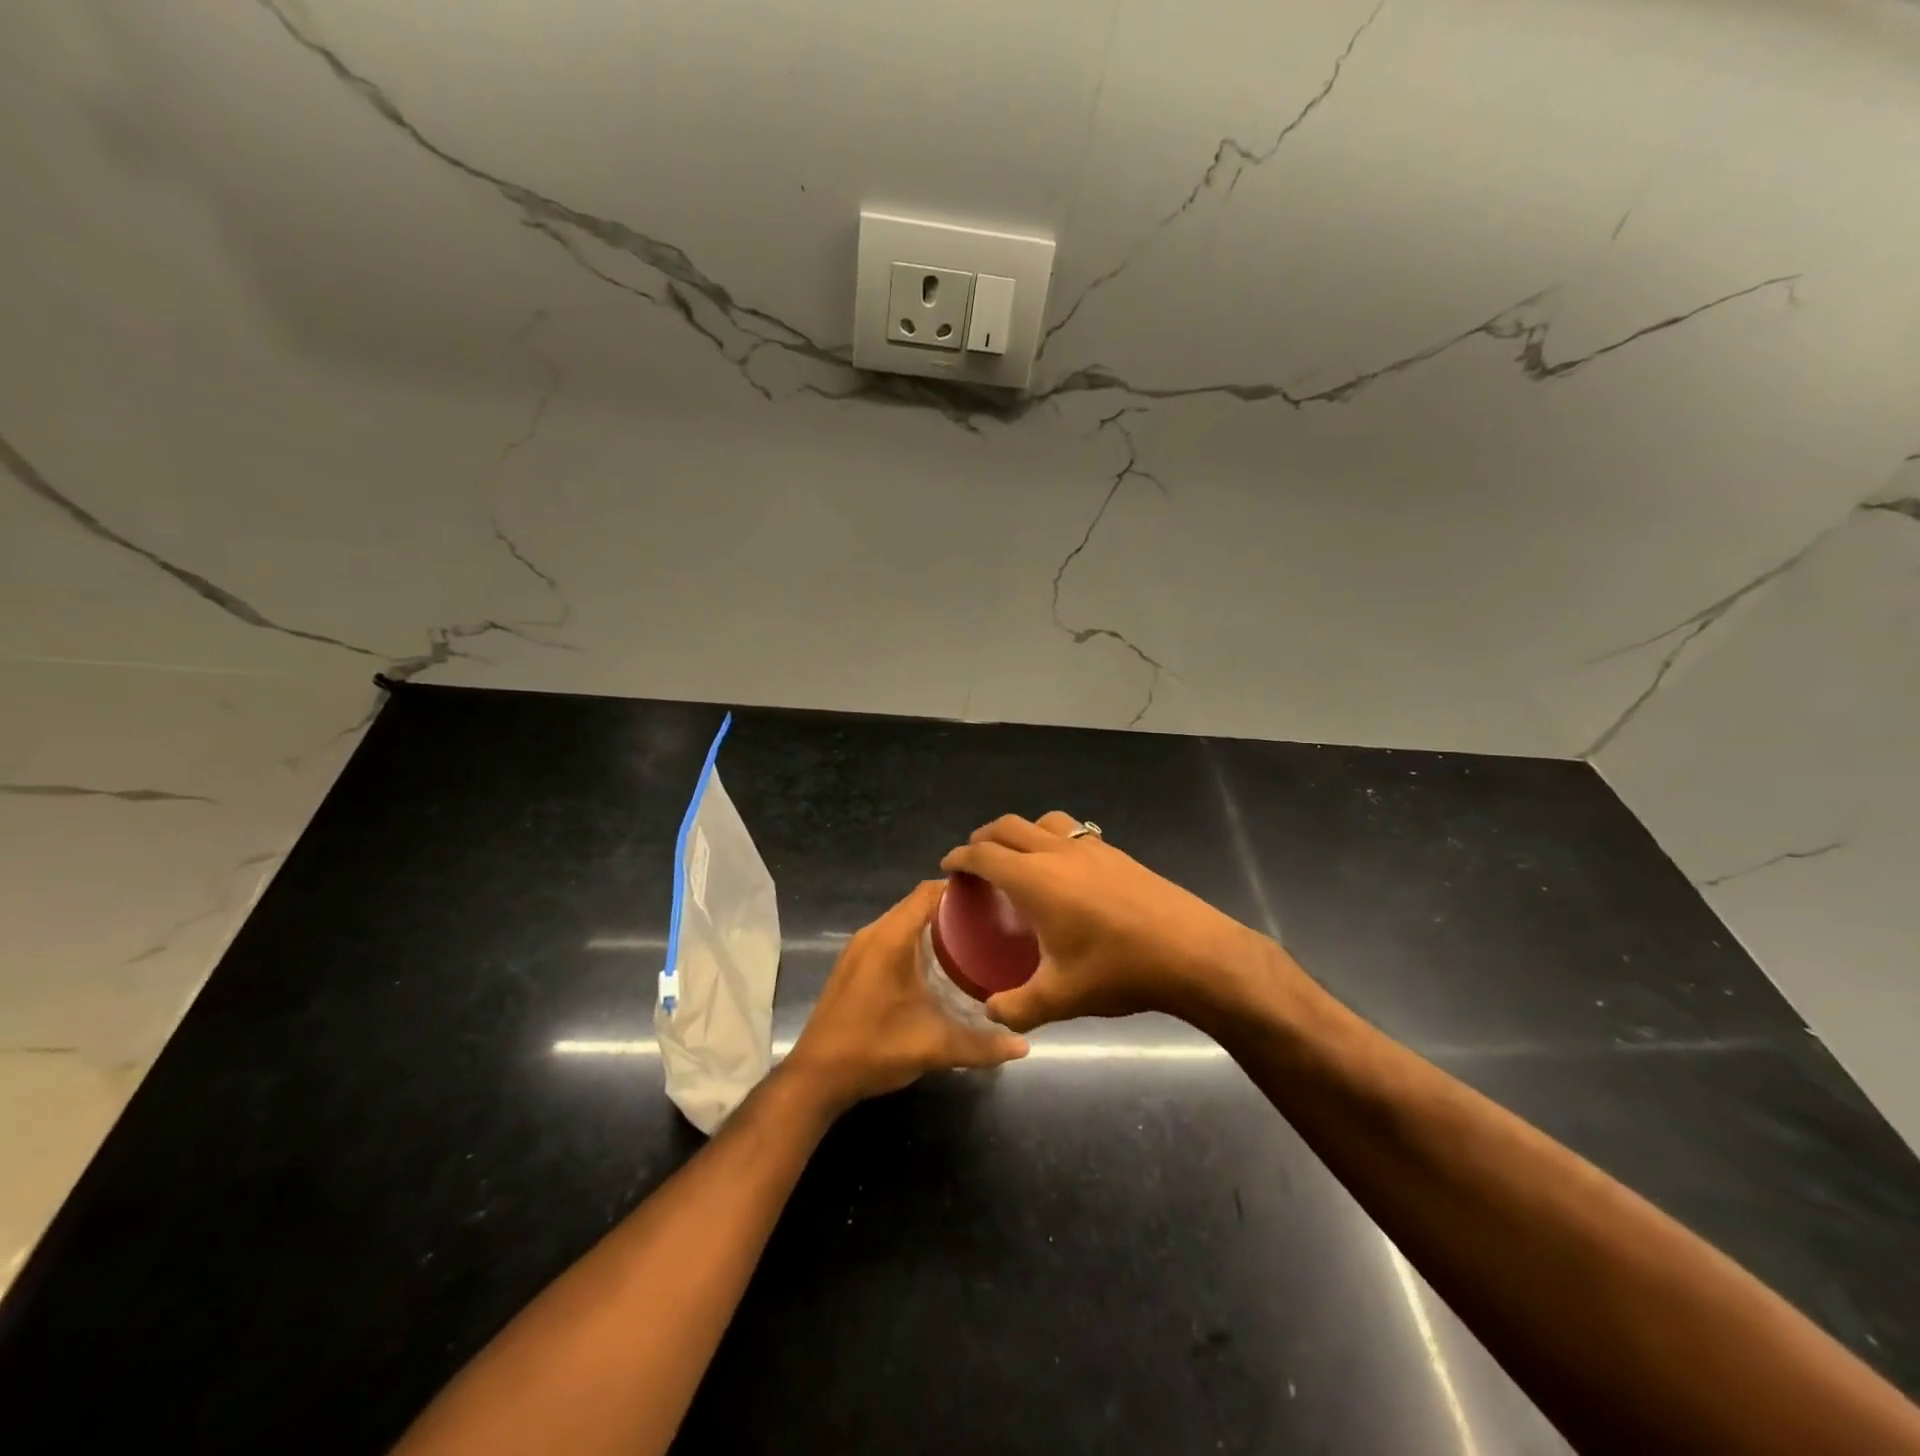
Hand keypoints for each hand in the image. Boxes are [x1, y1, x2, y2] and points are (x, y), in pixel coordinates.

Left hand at [782, 880, 1028, 1115]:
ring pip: (902, 921)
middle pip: (916, 904)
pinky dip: (913, 940)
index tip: (992, 896)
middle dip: (952, 908)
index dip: (959, 888)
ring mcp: (858, 949)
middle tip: (989, 921)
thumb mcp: (934, 1046)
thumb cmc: (875, 1048)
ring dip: (932, 925)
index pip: (928, 892)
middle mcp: (873, 934)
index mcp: (891, 938)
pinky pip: (889, 937)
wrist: (816, 1077)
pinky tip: (935, 964)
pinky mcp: (852, 965)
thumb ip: (981, 1045)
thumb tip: (1022, 1045)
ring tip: (969, 940)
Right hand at [940, 812, 1285, 1033]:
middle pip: (1008, 827)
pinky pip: (1072, 831)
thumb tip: (990, 1012)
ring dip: (1020, 831)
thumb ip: (1016, 1008)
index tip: (947, 866)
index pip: (984, 855)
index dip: (960, 858)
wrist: (1193, 952)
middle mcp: (1057, 852)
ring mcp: (1090, 847)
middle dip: (983, 838)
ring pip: (1043, 820)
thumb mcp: (1060, 998)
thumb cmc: (1119, 970)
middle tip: (974, 860)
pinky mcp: (1117, 853)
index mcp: (1034, 880)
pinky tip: (1064, 869)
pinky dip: (1052, 837)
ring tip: (1017, 855)